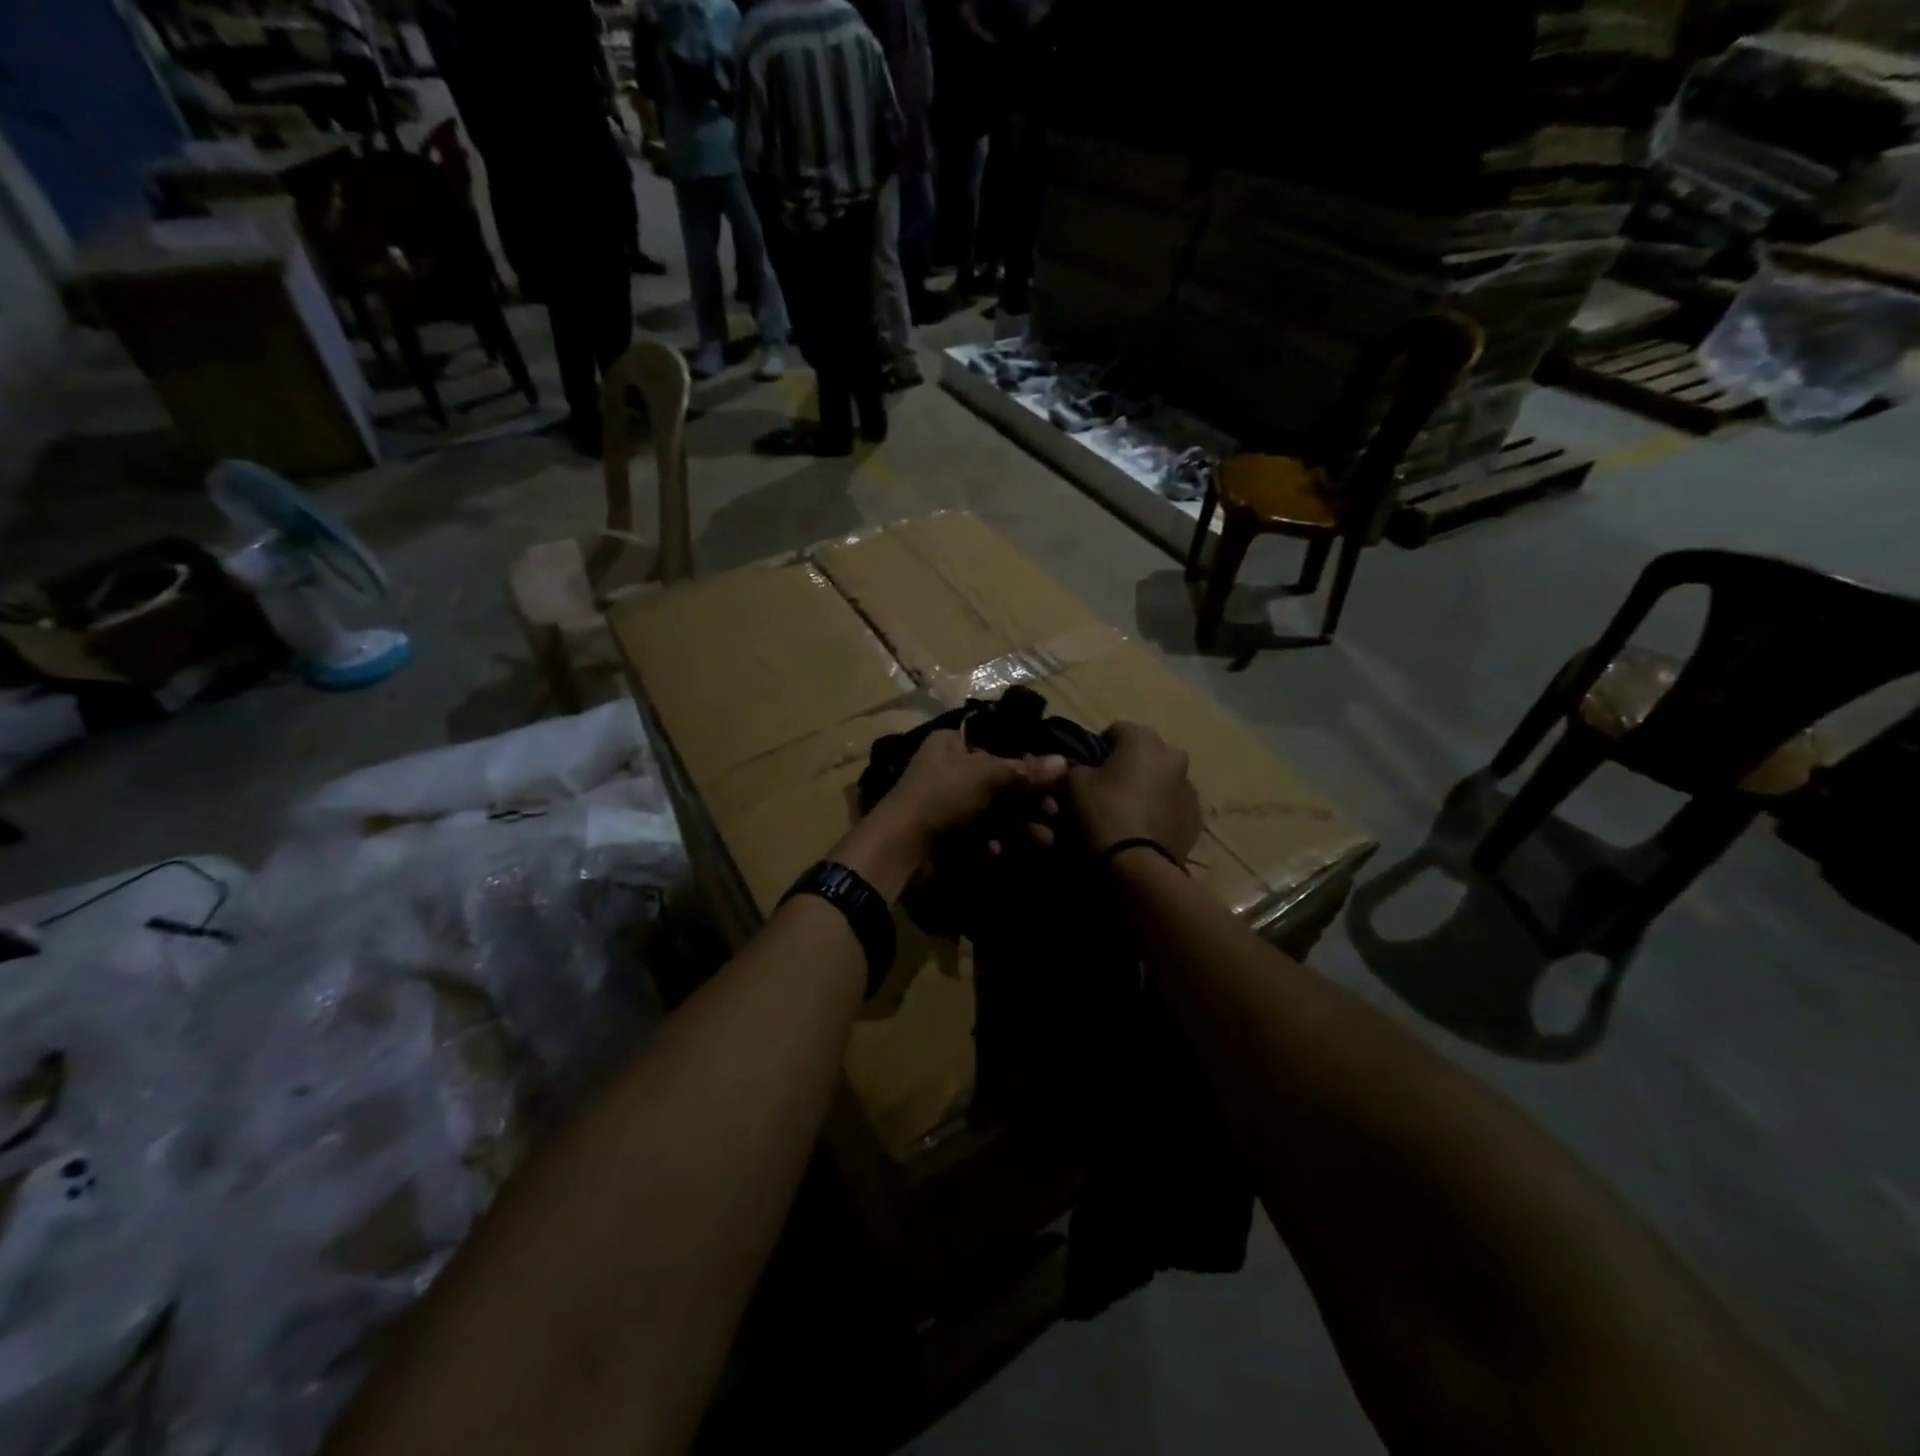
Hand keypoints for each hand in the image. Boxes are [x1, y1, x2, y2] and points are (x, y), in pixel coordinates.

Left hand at [839, 731, 1068, 898]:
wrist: (899, 847)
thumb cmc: (941, 796)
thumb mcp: (986, 775)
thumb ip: (1025, 771)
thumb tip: (1063, 762)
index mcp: (951, 744)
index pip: (998, 747)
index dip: (1028, 764)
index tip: (1054, 782)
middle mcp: (949, 769)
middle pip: (999, 782)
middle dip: (1028, 801)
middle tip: (1053, 814)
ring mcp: (946, 804)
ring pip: (993, 811)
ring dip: (1019, 825)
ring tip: (1043, 840)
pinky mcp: (946, 834)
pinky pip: (978, 834)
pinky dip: (992, 841)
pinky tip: (999, 851)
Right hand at [1068, 722, 1201, 861]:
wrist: (1138, 866)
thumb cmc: (1103, 814)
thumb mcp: (1073, 784)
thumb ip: (1076, 766)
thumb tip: (1080, 767)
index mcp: (1144, 740)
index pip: (1116, 730)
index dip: (1098, 747)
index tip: (1087, 768)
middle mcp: (1173, 756)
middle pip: (1144, 753)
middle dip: (1127, 765)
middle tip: (1107, 789)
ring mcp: (1190, 788)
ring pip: (1161, 779)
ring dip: (1147, 787)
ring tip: (1127, 812)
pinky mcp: (1196, 817)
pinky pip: (1172, 805)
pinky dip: (1160, 810)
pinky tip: (1143, 828)